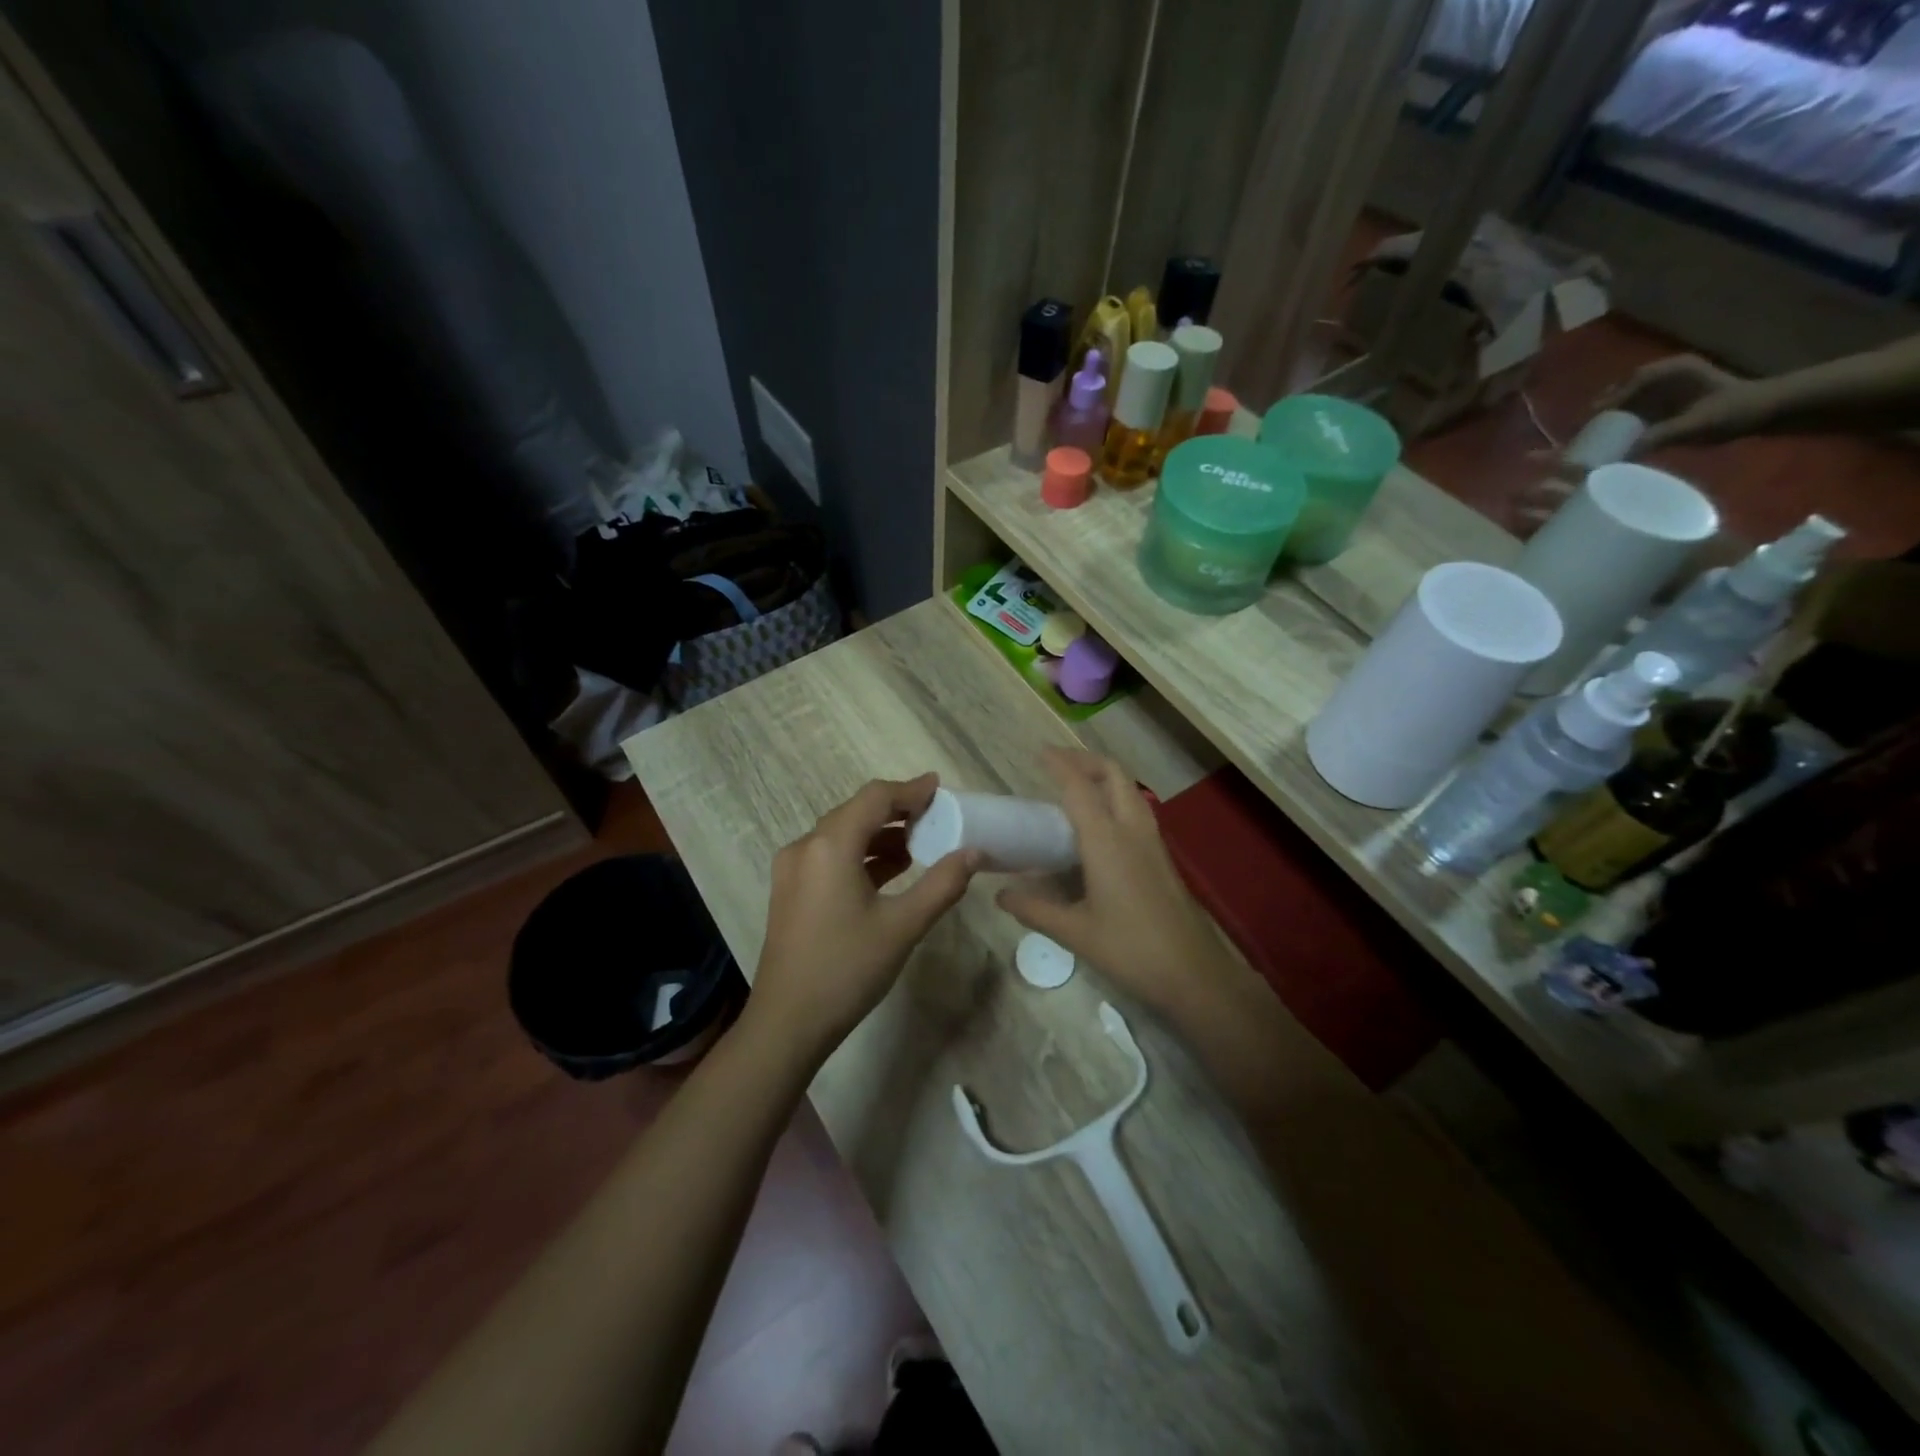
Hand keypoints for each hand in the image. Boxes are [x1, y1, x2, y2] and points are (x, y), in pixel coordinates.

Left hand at [745, 774, 979, 1064]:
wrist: (787, 1023)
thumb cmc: (847, 969)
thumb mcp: (903, 926)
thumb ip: (942, 884)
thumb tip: (974, 852)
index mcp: (829, 846)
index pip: (874, 799)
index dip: (909, 790)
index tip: (940, 788)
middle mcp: (805, 847)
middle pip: (856, 812)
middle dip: (896, 811)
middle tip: (935, 817)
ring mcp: (793, 870)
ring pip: (842, 835)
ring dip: (879, 835)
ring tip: (919, 845)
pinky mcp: (791, 891)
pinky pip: (830, 857)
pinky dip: (861, 855)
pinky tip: (889, 872)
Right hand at [997, 749, 1238, 1021]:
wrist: (1193, 972)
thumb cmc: (1130, 949)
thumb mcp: (1074, 931)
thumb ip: (1034, 909)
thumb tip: (1000, 895)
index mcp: (1106, 840)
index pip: (1079, 787)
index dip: (1059, 764)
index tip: (1039, 752)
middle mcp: (1131, 830)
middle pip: (1113, 774)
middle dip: (1085, 760)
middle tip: (1057, 763)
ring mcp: (1152, 841)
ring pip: (1129, 790)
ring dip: (1104, 777)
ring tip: (1076, 786)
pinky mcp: (1161, 856)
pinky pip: (1136, 809)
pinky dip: (1115, 798)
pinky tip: (1100, 824)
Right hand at [1598, 354, 1760, 451]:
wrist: (1767, 409)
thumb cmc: (1736, 411)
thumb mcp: (1697, 425)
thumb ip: (1660, 436)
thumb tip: (1620, 455)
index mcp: (1674, 371)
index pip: (1632, 383)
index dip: (1608, 402)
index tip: (1588, 422)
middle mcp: (1665, 374)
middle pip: (1623, 390)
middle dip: (1602, 410)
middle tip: (1581, 432)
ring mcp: (1665, 387)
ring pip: (1625, 400)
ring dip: (1608, 417)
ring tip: (1590, 437)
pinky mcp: (1665, 401)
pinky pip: (1634, 409)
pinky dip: (1619, 422)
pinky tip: (1609, 437)